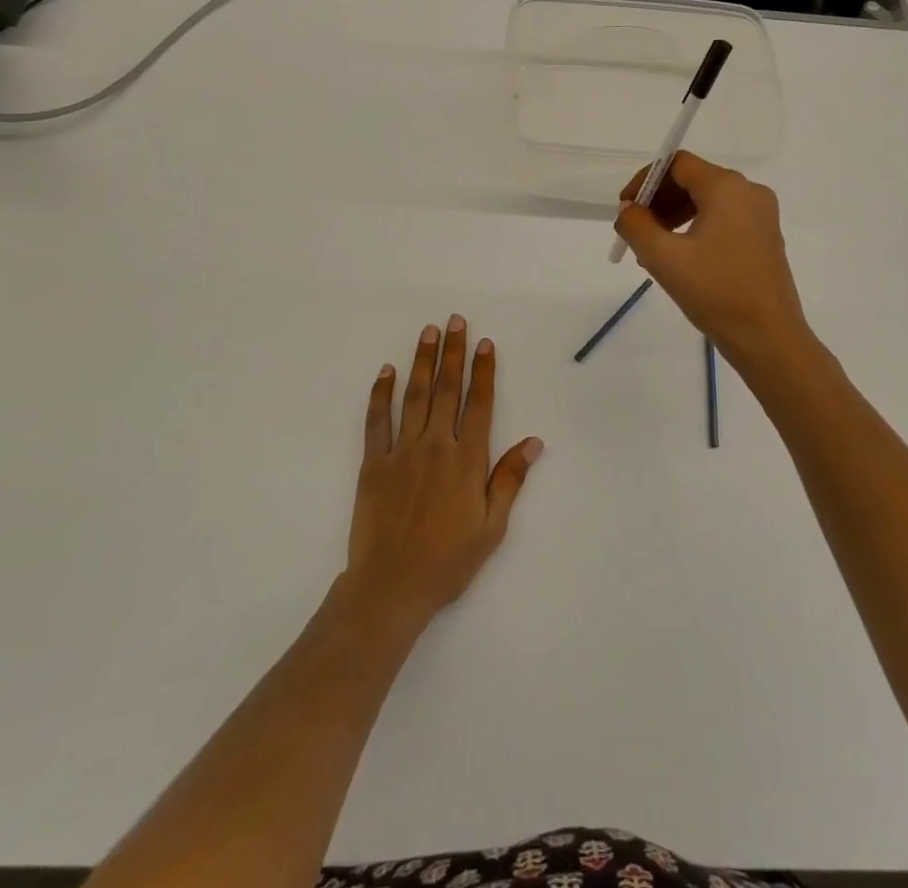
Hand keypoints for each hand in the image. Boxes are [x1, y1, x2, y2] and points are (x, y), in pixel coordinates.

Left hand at [343, 316, 541, 627]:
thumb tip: (533, 441)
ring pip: (415, 396)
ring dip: (422, 361)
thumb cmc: (448, 561)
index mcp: (467, 460)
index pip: (480, 404)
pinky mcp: (374, 463)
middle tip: (455, 321)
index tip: (484, 343)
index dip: (483, 371)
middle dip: (453, 352)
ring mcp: (402, 451)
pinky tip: (386, 371)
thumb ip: (509, 479)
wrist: (391, 587)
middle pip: (447, 389)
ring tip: (428, 332)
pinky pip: (377, 421)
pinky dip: (381, 394)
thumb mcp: (491, 527)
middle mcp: (436, 446)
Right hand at [613, 151, 810, 363]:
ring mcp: (761, 215)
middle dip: (659, 201)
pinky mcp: (764, 237)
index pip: (677, 164)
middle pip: (693, 180)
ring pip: (707, 201)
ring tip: (653, 250)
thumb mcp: (663, 258)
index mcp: (727, 187)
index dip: (646, 180)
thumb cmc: (715, 292)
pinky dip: (695, 228)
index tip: (625, 209)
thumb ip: (636, 226)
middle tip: (636, 232)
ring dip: (674, 216)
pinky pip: (723, 219)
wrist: (768, 339)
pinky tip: (679, 258)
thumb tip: (628, 210)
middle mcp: (749, 192)